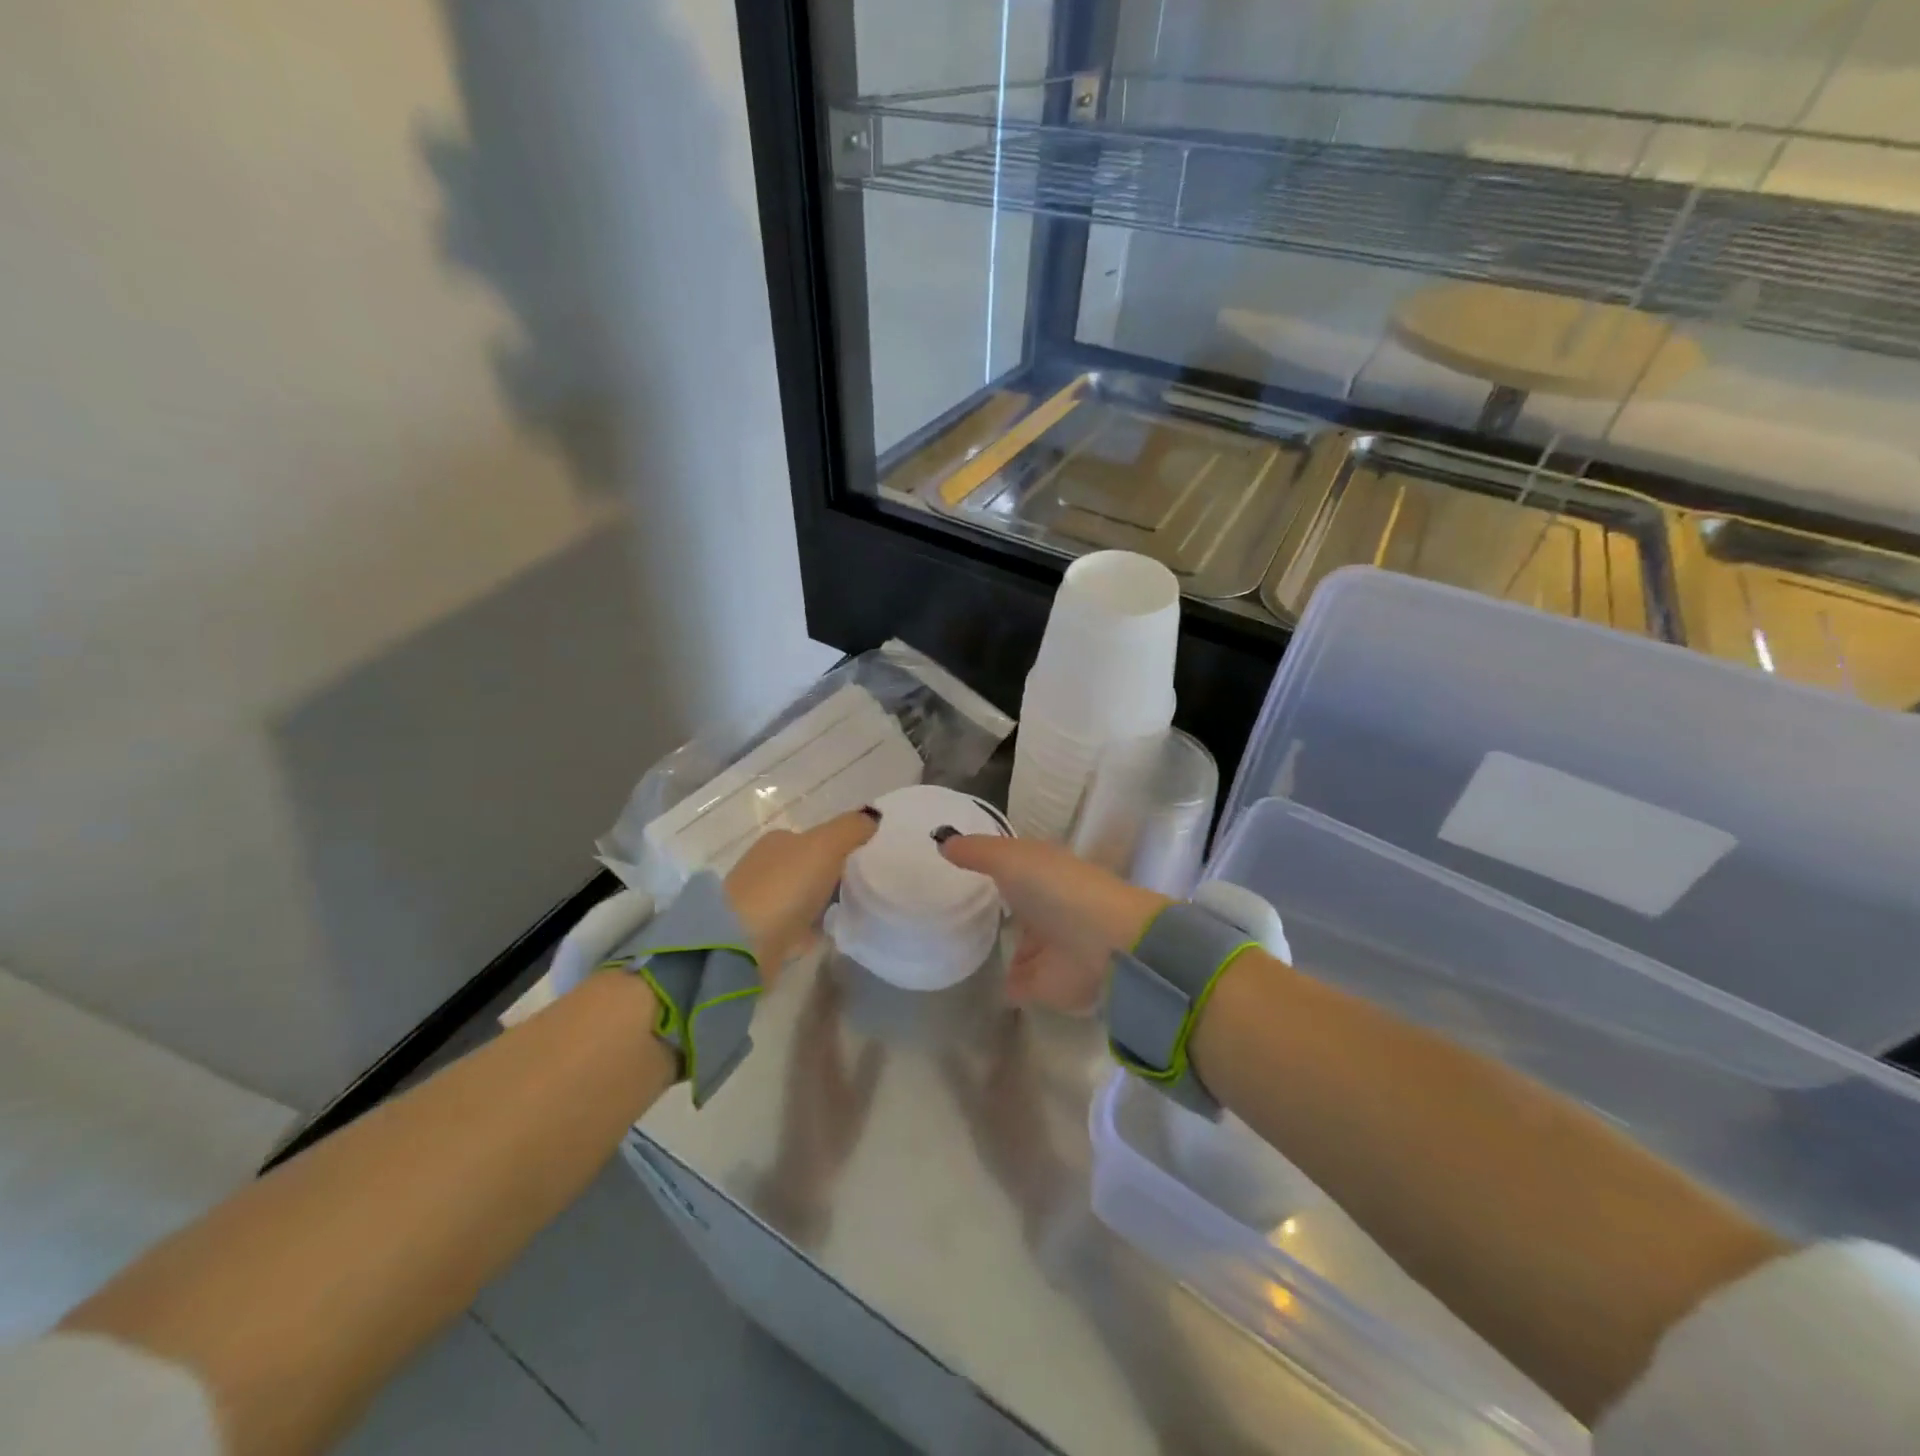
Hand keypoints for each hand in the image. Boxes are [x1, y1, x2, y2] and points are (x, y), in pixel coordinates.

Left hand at [724, 809, 879, 976]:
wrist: (742, 946)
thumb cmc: (785, 887)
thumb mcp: (826, 845)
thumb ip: (852, 828)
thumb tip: (873, 817)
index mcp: (778, 841)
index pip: (816, 838)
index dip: (843, 846)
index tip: (870, 862)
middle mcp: (765, 867)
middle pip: (810, 867)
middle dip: (834, 875)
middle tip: (868, 886)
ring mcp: (761, 903)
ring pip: (803, 896)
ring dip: (824, 902)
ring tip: (856, 910)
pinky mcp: (762, 936)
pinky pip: (798, 927)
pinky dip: (814, 928)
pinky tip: (833, 932)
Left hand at [754, 970, 884, 1246]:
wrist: (801, 1171)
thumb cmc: (833, 1139)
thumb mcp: (858, 1102)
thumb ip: (868, 1068)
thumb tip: (881, 1032)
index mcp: (818, 1056)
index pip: (821, 1009)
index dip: (828, 982)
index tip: (838, 956)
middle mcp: (803, 1052)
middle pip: (811, 1007)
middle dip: (822, 980)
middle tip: (838, 954)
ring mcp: (798, 1061)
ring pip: (806, 1017)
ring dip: (817, 994)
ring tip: (833, 972)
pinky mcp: (797, 1070)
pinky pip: (805, 1030)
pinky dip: (814, 1012)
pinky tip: (825, 1007)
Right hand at [938, 835, 1167, 1012]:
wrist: (1103, 946)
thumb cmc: (1057, 890)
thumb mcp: (1011, 858)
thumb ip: (977, 852)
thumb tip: (942, 842)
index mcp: (1046, 873)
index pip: (1017, 866)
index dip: (996, 865)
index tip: (966, 868)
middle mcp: (1049, 908)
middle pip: (1020, 908)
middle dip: (1002, 908)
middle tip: (963, 911)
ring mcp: (1048, 948)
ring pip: (1021, 946)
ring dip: (1006, 948)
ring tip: (969, 949)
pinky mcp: (1045, 986)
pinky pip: (1018, 984)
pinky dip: (1007, 984)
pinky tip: (983, 983)